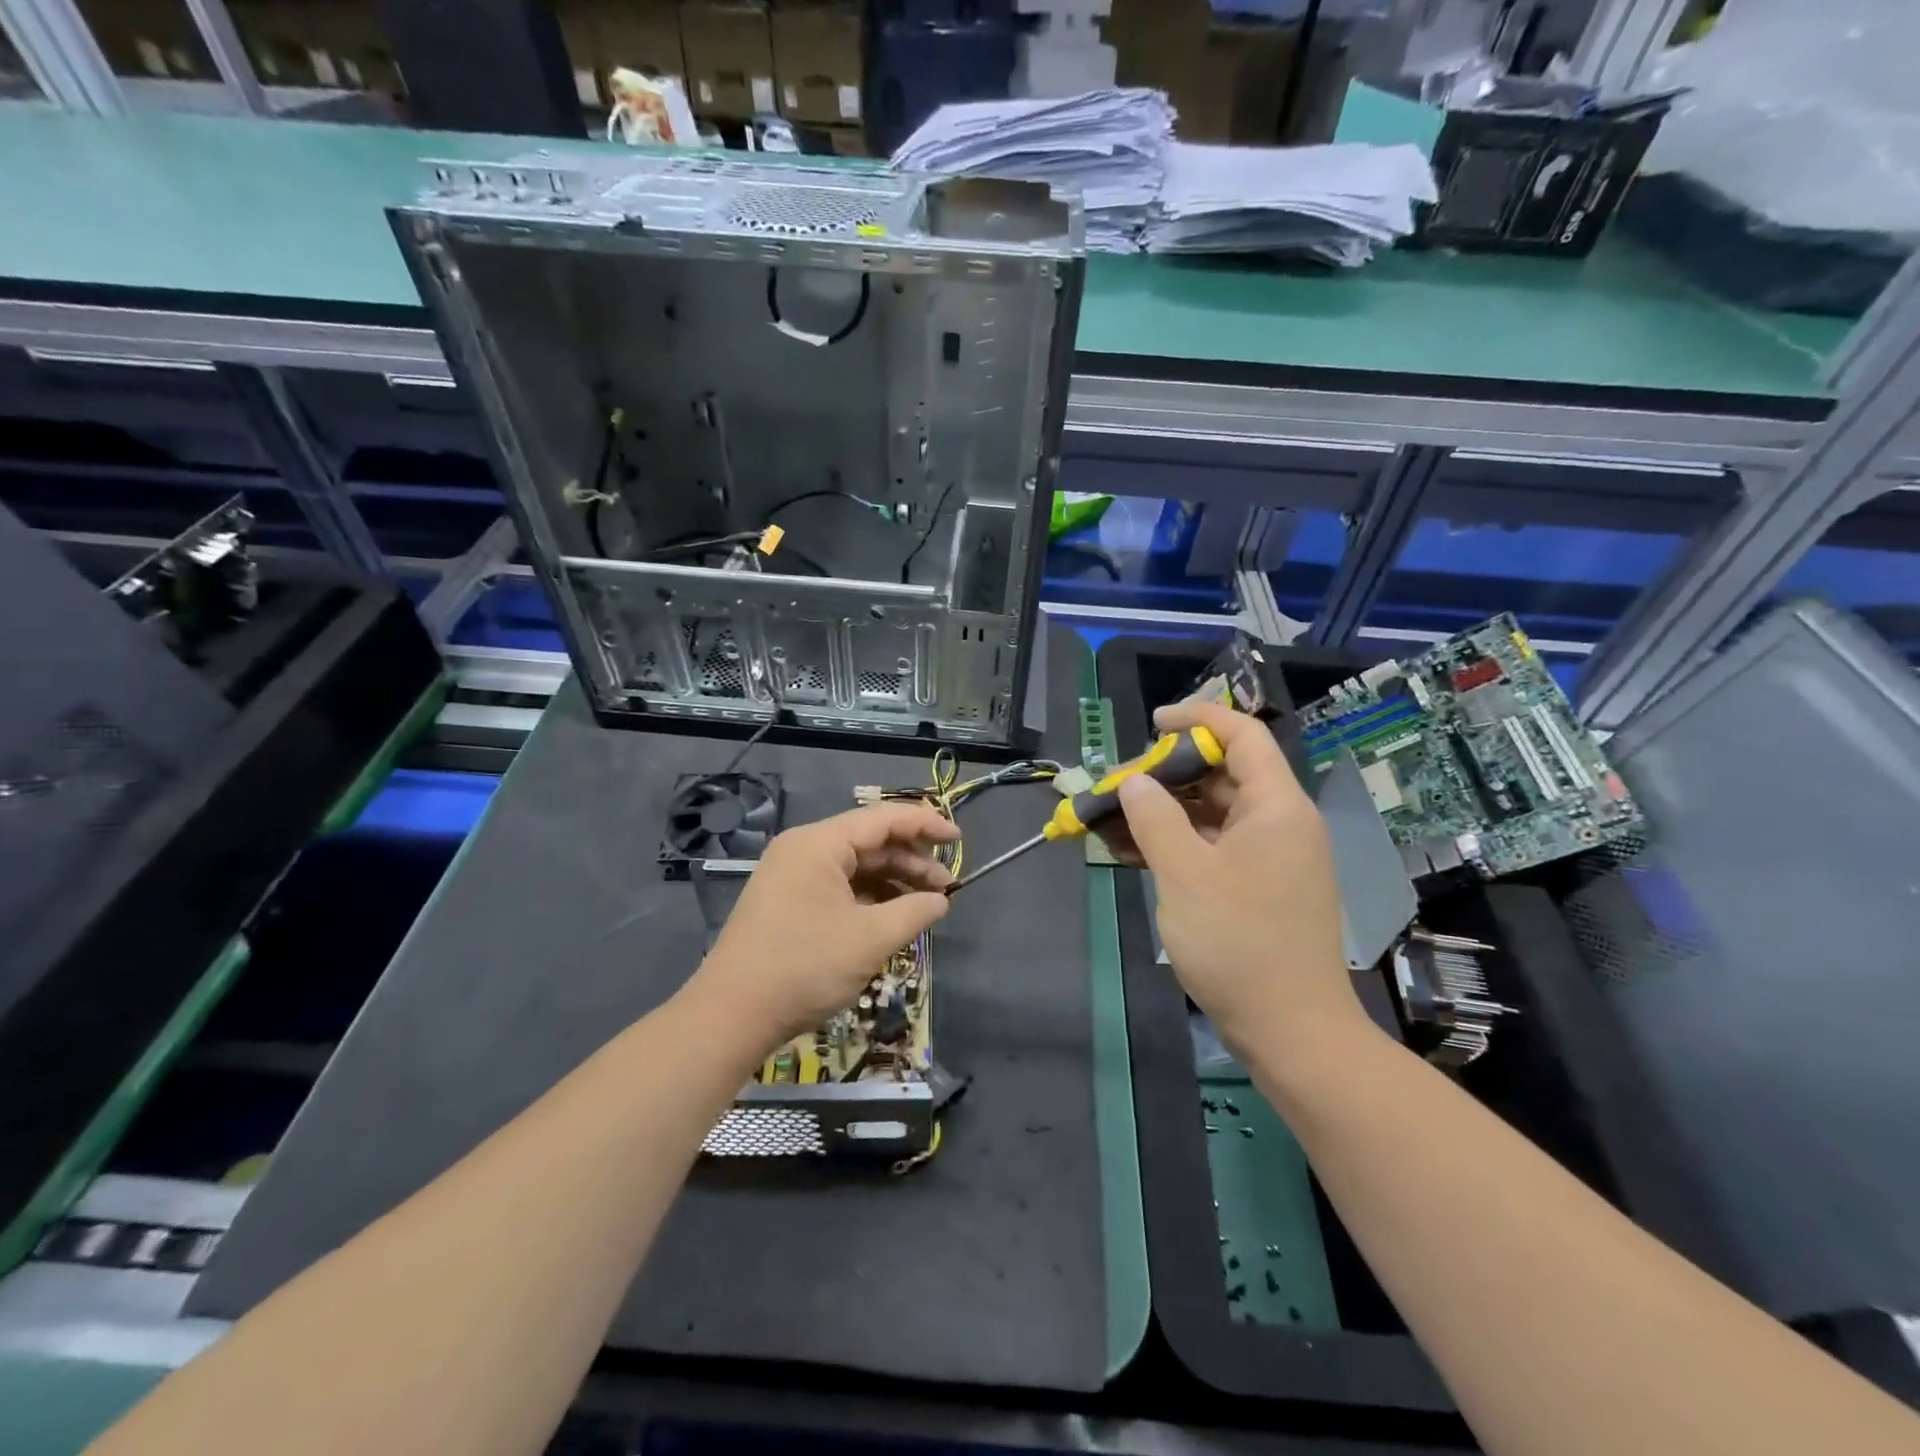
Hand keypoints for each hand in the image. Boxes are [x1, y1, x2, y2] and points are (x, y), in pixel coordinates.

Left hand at [691, 802, 959, 1053]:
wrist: (730, 1016)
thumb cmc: (804, 968)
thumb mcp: (870, 939)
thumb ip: (914, 911)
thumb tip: (941, 900)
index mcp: (818, 844)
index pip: (883, 819)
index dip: (925, 825)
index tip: (959, 840)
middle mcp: (803, 849)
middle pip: (869, 841)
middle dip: (911, 861)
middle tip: (946, 887)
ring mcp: (791, 875)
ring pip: (855, 866)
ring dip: (892, 881)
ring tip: (925, 906)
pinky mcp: (788, 901)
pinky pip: (838, 886)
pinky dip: (869, 897)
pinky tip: (892, 917)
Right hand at [1111, 701, 1362, 1057]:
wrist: (1290, 1029)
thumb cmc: (1239, 942)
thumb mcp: (1184, 873)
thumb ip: (1155, 817)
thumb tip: (1134, 780)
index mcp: (1277, 807)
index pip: (1243, 735)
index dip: (1198, 718)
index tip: (1152, 724)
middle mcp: (1280, 824)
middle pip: (1224, 774)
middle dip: (1168, 772)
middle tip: (1120, 784)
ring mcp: (1272, 858)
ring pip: (1214, 814)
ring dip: (1165, 811)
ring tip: (1114, 818)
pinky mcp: (1259, 888)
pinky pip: (1215, 847)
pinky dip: (1178, 843)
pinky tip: (1134, 851)